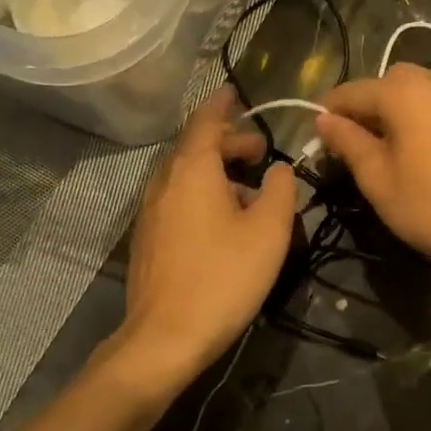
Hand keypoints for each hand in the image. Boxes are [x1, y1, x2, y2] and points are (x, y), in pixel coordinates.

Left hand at [113, 91, 295, 396]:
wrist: (166, 337)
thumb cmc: (224, 277)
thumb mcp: (269, 230)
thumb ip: (282, 189)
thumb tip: (280, 169)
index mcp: (192, 170)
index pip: (206, 122)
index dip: (224, 105)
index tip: (237, 93)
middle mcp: (164, 182)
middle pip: (195, 147)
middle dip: (229, 143)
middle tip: (261, 152)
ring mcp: (150, 211)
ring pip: (185, 175)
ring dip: (216, 170)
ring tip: (249, 188)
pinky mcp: (148, 238)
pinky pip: (177, 198)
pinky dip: (201, 192)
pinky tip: (223, 220)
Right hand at [315, 64, 430, 284]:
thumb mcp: (378, 180)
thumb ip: (348, 142)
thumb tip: (324, 120)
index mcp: (406, 94)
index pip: (354, 91)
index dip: (330, 110)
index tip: (317, 133)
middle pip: (391, 82)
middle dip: (368, 104)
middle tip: (356, 140)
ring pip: (422, 91)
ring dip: (399, 109)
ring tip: (390, 146)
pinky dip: (427, 118)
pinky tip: (426, 152)